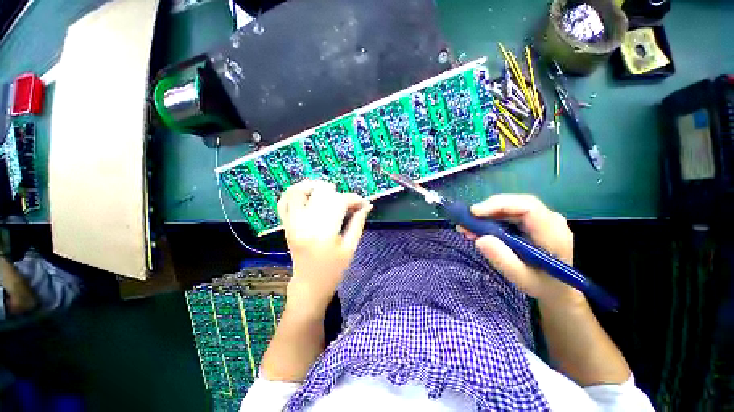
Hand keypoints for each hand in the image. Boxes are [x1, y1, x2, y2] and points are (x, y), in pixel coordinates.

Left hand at [277, 180, 372, 316]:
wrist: (309, 286)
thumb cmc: (333, 270)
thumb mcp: (350, 248)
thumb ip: (358, 223)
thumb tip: (367, 205)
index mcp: (323, 233)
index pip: (339, 203)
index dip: (354, 199)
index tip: (363, 203)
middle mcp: (304, 224)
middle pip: (320, 193)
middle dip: (338, 193)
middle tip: (347, 202)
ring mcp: (291, 224)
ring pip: (296, 192)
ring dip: (313, 186)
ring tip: (327, 191)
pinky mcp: (286, 225)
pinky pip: (283, 203)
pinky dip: (293, 193)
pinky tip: (307, 194)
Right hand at [459, 194, 583, 306]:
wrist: (560, 288)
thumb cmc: (544, 286)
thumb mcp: (523, 279)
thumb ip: (504, 260)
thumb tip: (480, 238)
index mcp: (553, 234)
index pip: (527, 207)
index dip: (498, 205)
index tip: (474, 213)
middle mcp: (550, 220)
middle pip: (516, 203)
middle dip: (487, 210)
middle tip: (465, 222)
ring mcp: (542, 219)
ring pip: (511, 207)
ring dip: (486, 215)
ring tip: (468, 227)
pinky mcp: (533, 222)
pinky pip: (510, 213)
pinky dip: (491, 219)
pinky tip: (479, 228)